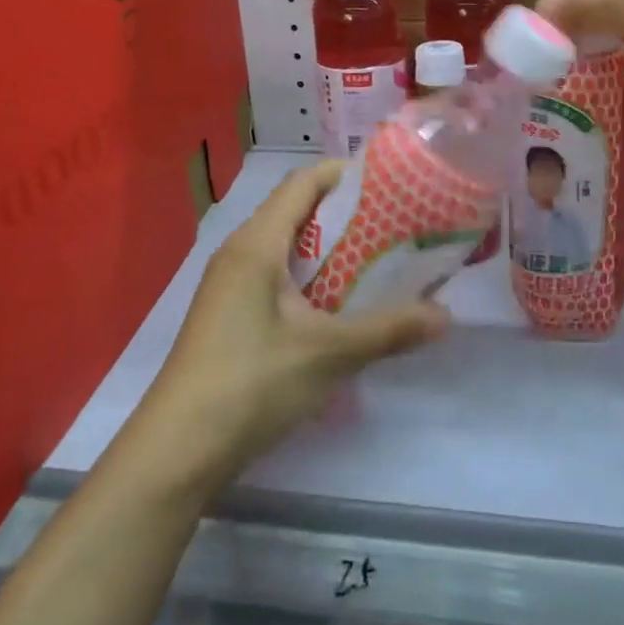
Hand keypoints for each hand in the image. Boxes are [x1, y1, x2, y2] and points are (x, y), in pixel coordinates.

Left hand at [143, 161, 449, 485]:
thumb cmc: (250, 382)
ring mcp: (229, 285)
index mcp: (257, 243)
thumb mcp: (328, 354)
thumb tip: (446, 316)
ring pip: (285, 247)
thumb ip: (388, 329)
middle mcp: (239, 252)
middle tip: (394, 223)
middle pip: (295, 211)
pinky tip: (337, 305)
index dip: (343, 174)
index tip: (389, 181)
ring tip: (375, 260)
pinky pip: (274, 275)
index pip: (302, 182)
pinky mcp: (228, 314)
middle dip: (344, 213)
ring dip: (328, 249)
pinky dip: (309, 277)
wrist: (176, 451)